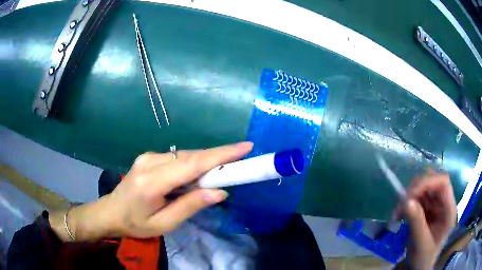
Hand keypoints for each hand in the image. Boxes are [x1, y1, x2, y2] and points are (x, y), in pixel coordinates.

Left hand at [51, 142, 252, 240]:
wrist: (111, 212)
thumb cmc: (136, 223)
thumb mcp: (164, 223)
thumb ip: (190, 206)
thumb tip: (219, 192)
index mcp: (152, 181)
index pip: (192, 164)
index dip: (221, 154)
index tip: (245, 147)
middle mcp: (150, 161)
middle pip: (191, 156)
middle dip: (219, 157)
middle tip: (241, 161)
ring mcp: (148, 156)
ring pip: (186, 154)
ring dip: (206, 161)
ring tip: (222, 171)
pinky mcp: (149, 157)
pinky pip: (178, 157)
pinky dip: (194, 163)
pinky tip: (199, 174)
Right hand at [400, 171, 456, 269]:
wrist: (419, 266)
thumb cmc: (423, 258)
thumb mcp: (420, 244)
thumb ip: (417, 223)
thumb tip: (407, 201)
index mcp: (448, 210)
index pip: (443, 183)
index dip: (428, 183)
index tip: (410, 196)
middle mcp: (443, 202)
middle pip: (432, 181)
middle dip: (415, 190)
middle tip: (401, 205)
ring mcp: (435, 204)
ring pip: (423, 187)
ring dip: (408, 197)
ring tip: (397, 213)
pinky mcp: (427, 208)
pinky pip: (416, 197)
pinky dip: (406, 204)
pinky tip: (399, 215)